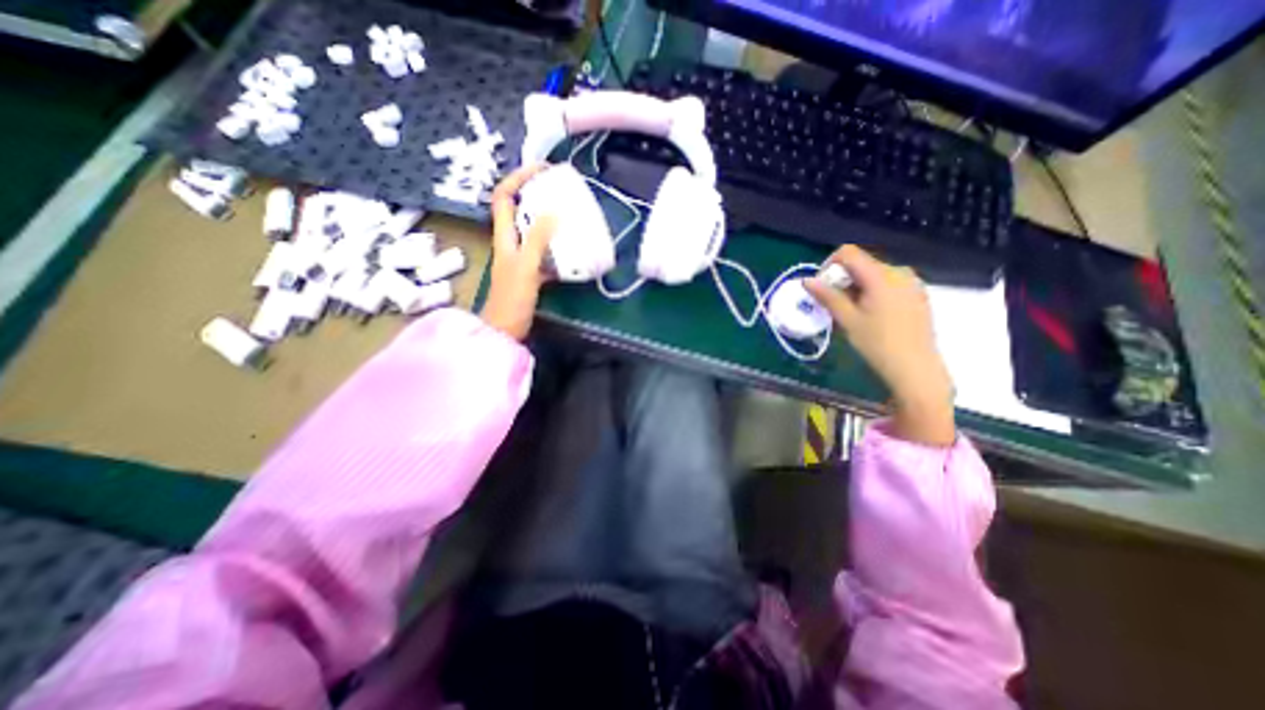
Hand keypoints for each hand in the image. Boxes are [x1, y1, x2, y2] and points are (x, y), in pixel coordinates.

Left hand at [481, 167, 555, 343]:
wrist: (506, 329)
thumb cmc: (512, 299)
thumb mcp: (526, 267)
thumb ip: (538, 239)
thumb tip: (553, 210)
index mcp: (504, 235)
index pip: (504, 196)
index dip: (518, 177)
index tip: (543, 171)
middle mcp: (511, 241)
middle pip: (519, 207)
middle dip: (537, 193)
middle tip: (561, 189)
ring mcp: (521, 256)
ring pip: (533, 228)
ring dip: (549, 218)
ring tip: (570, 213)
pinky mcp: (531, 270)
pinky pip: (544, 249)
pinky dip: (556, 243)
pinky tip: (572, 246)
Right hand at [804, 245, 952, 443]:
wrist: (915, 368)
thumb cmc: (877, 344)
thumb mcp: (847, 320)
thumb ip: (827, 296)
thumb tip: (806, 280)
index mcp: (881, 276)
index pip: (849, 253)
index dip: (829, 265)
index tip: (822, 287)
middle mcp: (899, 272)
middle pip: (862, 264)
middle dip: (842, 279)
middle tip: (835, 305)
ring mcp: (912, 283)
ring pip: (874, 274)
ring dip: (856, 287)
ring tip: (852, 313)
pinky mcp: (917, 294)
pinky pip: (888, 283)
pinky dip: (872, 292)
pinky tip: (871, 315)